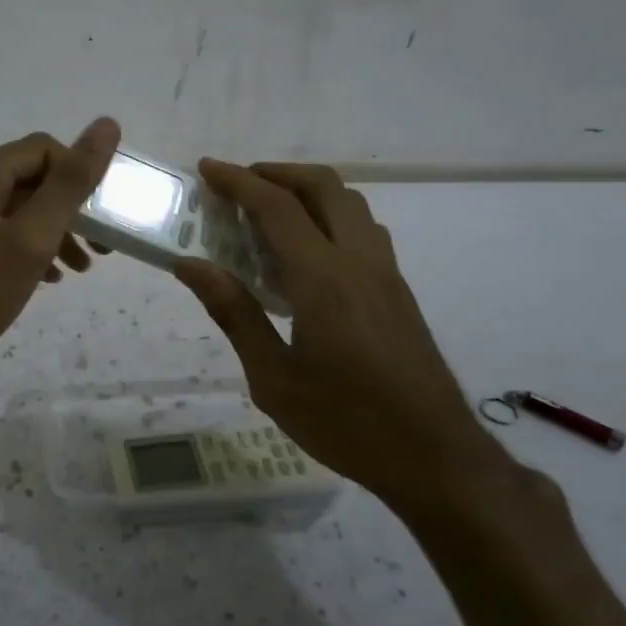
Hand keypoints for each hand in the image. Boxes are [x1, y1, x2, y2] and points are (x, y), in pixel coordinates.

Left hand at [0, 118, 120, 395]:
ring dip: (53, 231)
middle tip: (101, 246)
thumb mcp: (32, 238)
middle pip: (30, 179)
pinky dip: (27, 248)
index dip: (79, 175)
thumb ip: (70, 183)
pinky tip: (44, 278)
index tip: (103, 216)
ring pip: (16, 210)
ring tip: (80, 268)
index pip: (43, 149)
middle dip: (70, 208)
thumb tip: (106, 124)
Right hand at [173, 161, 499, 515]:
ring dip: (308, 191)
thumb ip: (234, 313)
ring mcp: (386, 273)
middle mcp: (359, 261)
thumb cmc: (345, 422)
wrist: (434, 457)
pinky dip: (329, 216)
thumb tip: (191, 266)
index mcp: (323, 279)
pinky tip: (307, 254)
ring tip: (269, 213)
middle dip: (277, 173)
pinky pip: (363, 230)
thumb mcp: (273, 378)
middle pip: (323, 186)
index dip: (238, 181)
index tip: (207, 169)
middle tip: (239, 185)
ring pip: (350, 204)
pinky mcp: (399, 290)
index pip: (276, 207)